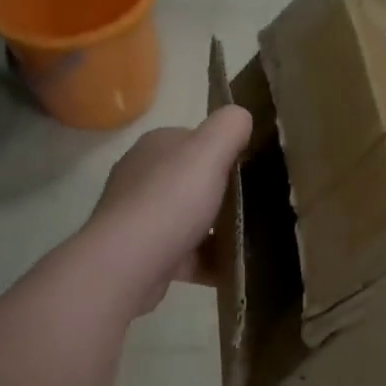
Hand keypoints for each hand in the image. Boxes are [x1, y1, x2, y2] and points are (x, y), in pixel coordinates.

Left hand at [83, 106, 251, 315]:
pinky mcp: (145, 254)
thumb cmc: (171, 200)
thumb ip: (229, 126)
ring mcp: (141, 217)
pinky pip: (187, 253)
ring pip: (191, 219)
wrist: (128, 264)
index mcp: (156, 146)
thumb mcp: (209, 150)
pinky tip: (234, 268)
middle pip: (195, 181)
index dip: (225, 152)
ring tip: (251, 239)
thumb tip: (241, 117)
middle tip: (257, 206)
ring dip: (219, 229)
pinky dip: (210, 260)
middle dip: (224, 194)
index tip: (253, 170)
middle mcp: (143, 177)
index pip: (197, 141)